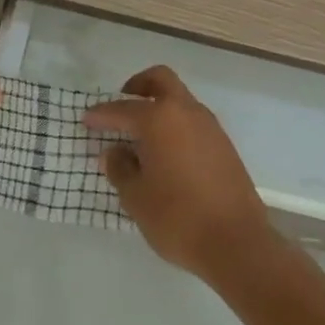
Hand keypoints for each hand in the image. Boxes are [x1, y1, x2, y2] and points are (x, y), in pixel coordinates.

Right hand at [83, 66, 276, 282]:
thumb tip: (114, 152)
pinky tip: (166, 153)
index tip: (86, 120)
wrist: (237, 243)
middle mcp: (186, 113)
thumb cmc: (177, 218)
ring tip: (141, 135)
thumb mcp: (136, 197)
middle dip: (138, 86)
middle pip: (161, 80)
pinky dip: (176, 125)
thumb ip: (120, 168)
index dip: (101, 114)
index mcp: (159, 119)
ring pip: (180, 100)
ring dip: (160, 106)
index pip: (122, 109)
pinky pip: (193, 122)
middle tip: (122, 104)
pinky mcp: (225, 146)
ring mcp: (210, 127)